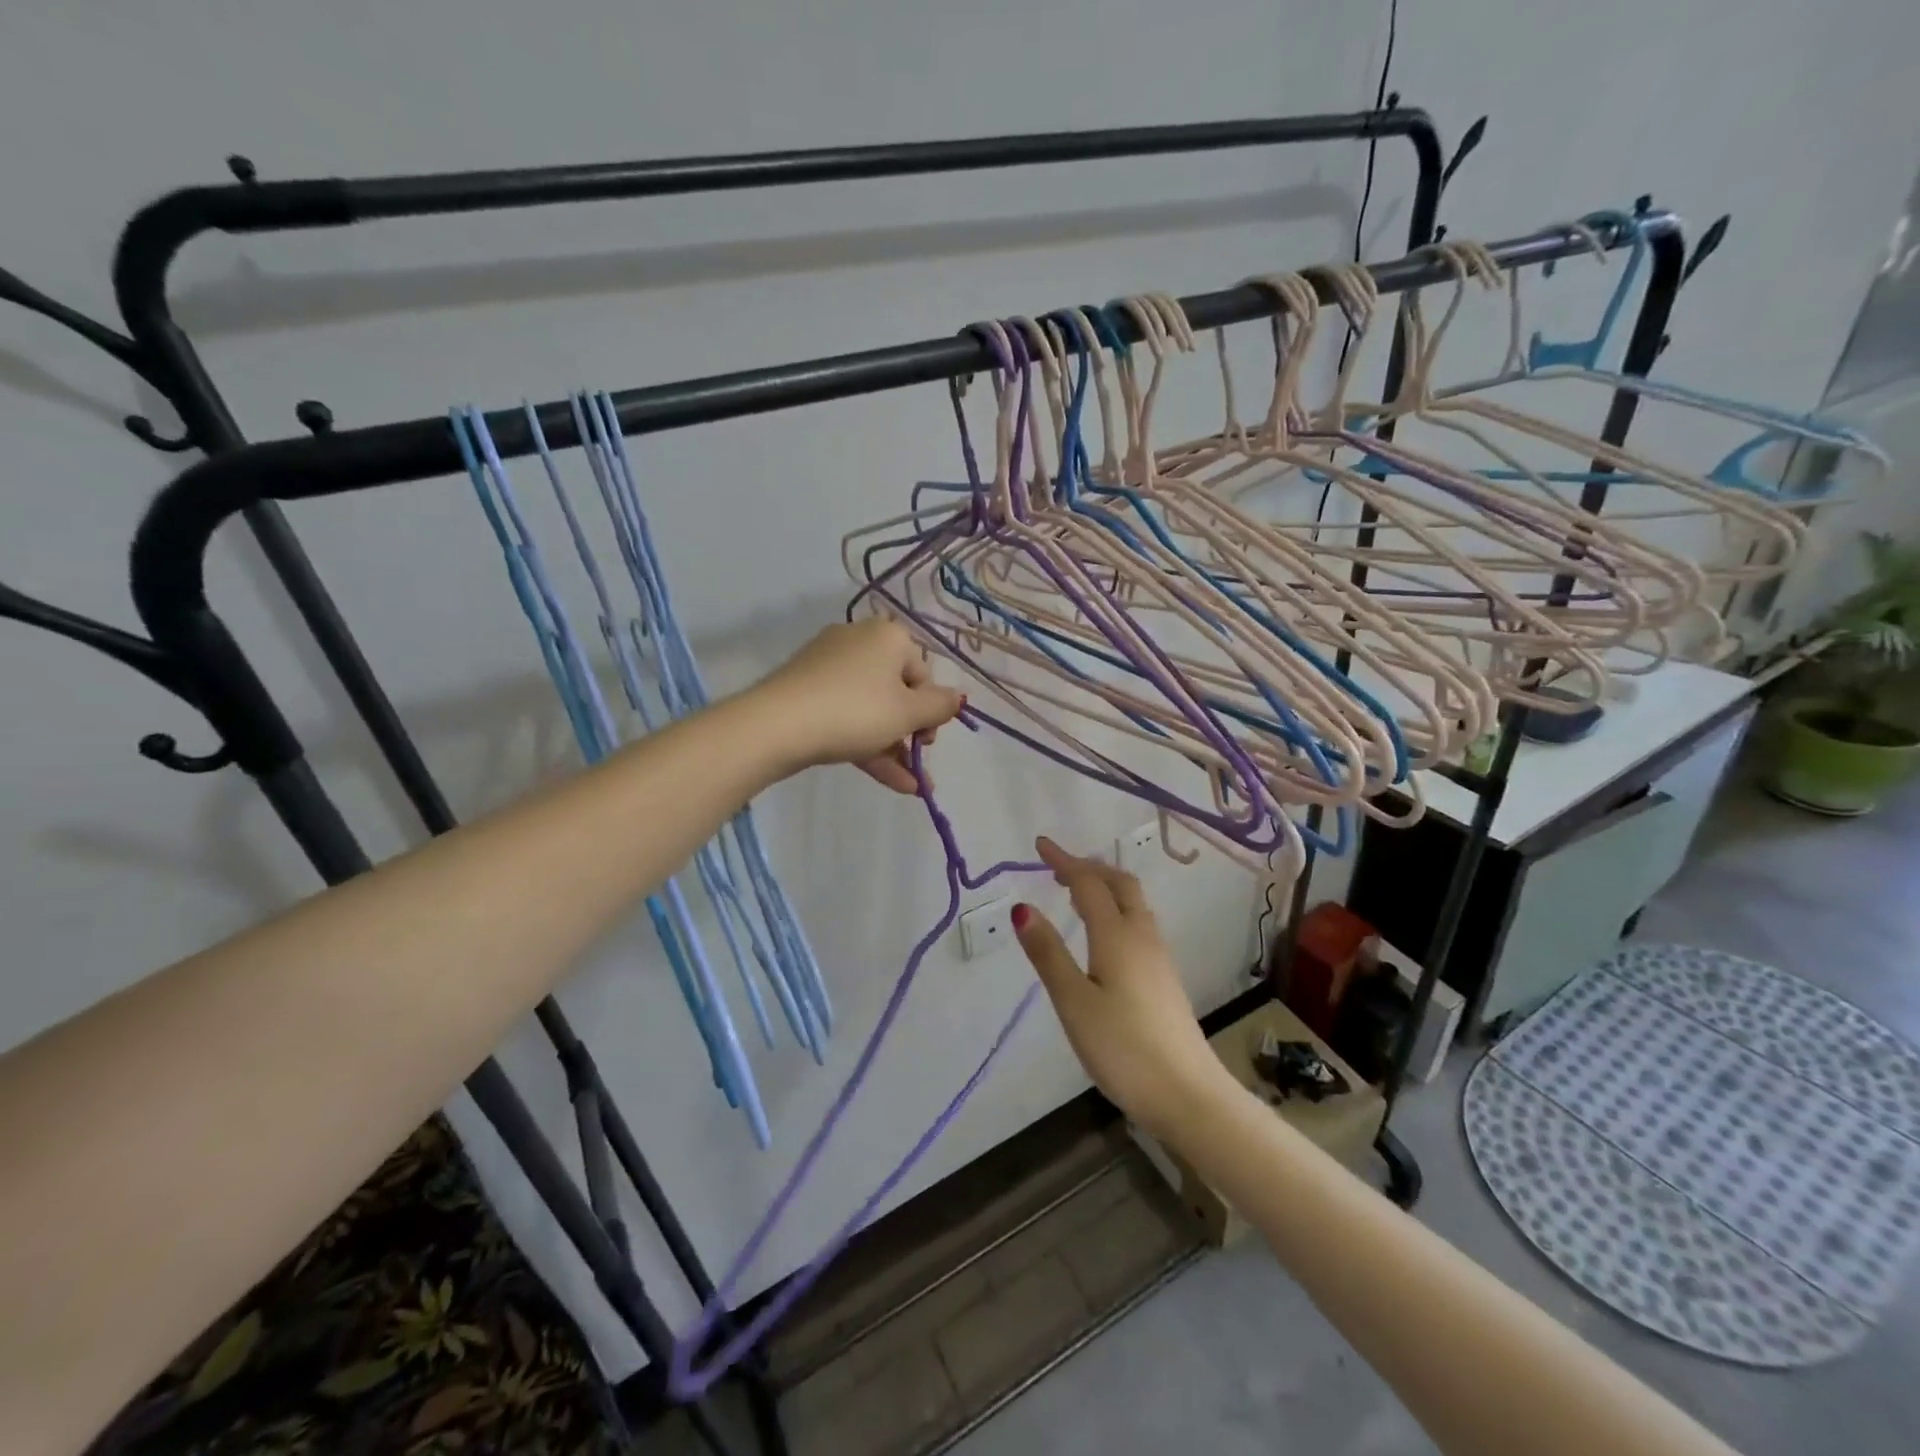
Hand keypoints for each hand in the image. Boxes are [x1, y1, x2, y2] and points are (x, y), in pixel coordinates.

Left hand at [753, 618, 963, 793]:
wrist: (777, 725)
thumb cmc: (856, 711)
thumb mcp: (908, 713)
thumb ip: (941, 706)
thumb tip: (958, 697)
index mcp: (888, 636)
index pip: (923, 672)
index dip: (931, 709)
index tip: (928, 740)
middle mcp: (859, 641)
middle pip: (897, 690)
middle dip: (911, 732)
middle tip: (918, 758)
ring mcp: (828, 666)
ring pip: (871, 708)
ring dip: (894, 747)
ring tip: (911, 786)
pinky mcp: (806, 690)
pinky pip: (847, 715)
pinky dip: (867, 744)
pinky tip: (891, 781)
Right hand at [1013, 838, 1233, 1136]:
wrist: (1188, 1094)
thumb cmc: (1123, 1048)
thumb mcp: (1073, 1002)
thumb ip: (1048, 953)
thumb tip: (1022, 907)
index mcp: (1117, 935)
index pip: (1088, 883)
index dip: (1063, 861)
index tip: (1040, 844)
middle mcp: (1141, 936)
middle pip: (1119, 884)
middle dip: (1089, 867)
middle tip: (1057, 868)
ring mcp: (1158, 957)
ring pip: (1132, 903)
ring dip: (1104, 887)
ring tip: (1074, 893)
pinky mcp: (1164, 977)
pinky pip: (1137, 923)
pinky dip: (1114, 909)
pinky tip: (1102, 933)